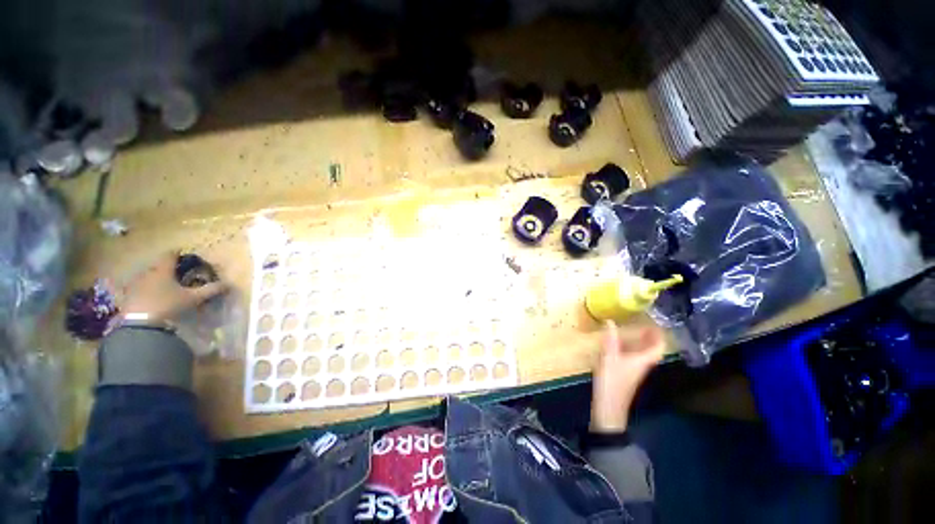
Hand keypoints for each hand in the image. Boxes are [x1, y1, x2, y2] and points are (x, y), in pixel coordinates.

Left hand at [120, 251, 226, 321]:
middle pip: (157, 265)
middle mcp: (147, 272)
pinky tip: (149, 297)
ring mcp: (135, 284)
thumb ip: (210, 290)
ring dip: (154, 279)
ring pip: (146, 276)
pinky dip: (144, 289)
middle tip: (174, 273)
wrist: (141, 324)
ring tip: (162, 286)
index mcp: (163, 270)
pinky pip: (136, 288)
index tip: (183, 253)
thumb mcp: (193, 298)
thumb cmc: (169, 305)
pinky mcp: (127, 296)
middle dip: (166, 268)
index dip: (177, 253)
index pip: (170, 255)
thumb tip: (228, 284)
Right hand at [590, 321, 664, 432]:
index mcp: (642, 361)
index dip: (659, 336)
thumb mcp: (609, 357)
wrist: (609, 406)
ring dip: (642, 344)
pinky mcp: (626, 375)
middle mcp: (641, 365)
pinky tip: (621, 346)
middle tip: (646, 326)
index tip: (656, 325)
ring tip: (635, 333)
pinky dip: (632, 349)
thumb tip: (610, 321)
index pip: (658, 348)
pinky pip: (634, 358)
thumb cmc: (612, 380)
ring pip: (643, 355)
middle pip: (652, 351)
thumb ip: (610, 340)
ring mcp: (634, 371)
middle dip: (651, 339)